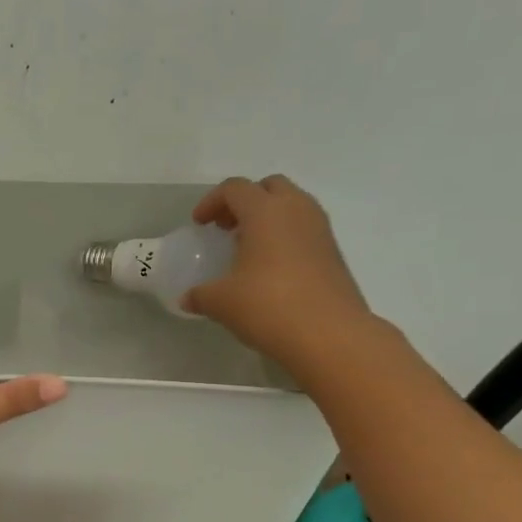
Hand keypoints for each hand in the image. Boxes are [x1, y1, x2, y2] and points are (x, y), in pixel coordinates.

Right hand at [183, 176, 376, 374]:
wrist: (329, 335)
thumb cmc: (268, 306)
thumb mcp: (221, 302)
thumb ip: (201, 294)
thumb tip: (188, 299)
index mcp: (265, 211)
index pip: (234, 188)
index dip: (211, 202)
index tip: (199, 225)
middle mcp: (296, 210)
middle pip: (269, 186)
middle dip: (245, 201)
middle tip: (227, 228)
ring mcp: (320, 230)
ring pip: (292, 205)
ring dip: (268, 218)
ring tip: (248, 247)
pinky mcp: (333, 253)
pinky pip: (305, 229)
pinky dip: (285, 236)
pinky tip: (270, 269)